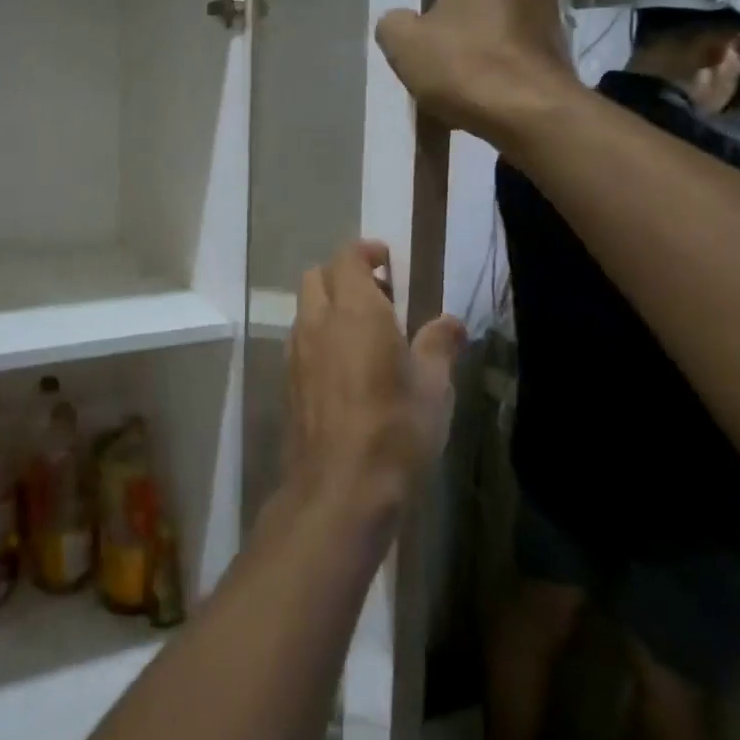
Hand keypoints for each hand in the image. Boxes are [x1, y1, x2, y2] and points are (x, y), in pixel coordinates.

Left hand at [284, 241, 467, 529]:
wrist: (339, 487)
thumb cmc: (396, 429)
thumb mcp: (433, 386)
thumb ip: (439, 345)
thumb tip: (451, 322)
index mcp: (355, 310)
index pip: (347, 257)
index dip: (366, 252)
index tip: (387, 261)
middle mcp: (317, 321)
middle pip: (318, 276)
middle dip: (344, 275)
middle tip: (379, 296)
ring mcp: (296, 351)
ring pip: (306, 308)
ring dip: (330, 305)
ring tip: (365, 333)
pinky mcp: (288, 380)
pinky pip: (300, 340)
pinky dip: (319, 335)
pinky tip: (345, 367)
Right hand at [375, 0, 580, 147]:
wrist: (529, 113)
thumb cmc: (462, 63)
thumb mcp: (402, 42)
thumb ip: (393, 23)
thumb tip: (401, 22)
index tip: (422, 15)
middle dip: (462, 15)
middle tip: (436, 49)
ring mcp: (551, 14)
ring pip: (503, 23)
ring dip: (484, 44)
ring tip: (459, 81)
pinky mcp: (562, 52)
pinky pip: (520, 54)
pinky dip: (504, 69)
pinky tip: (484, 97)